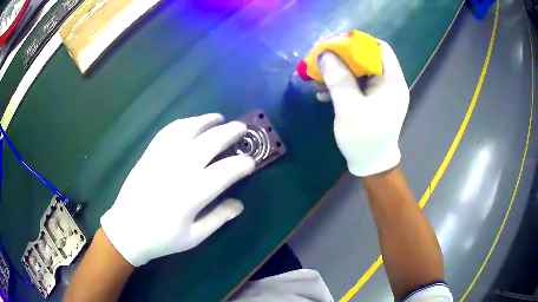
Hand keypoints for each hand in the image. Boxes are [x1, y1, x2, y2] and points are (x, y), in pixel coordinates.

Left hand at [100, 114, 254, 266]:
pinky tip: (191, 123)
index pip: (225, 171)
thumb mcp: (194, 237)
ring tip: (219, 118)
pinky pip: (168, 131)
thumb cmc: (162, 238)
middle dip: (230, 132)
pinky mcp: (149, 154)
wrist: (127, 230)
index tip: (251, 163)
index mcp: (192, 194)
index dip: (242, 164)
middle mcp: (178, 170)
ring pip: (188, 129)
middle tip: (242, 128)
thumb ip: (218, 218)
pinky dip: (183, 123)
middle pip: (210, 142)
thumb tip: (239, 204)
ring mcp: (161, 158)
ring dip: (207, 120)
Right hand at [318, 40, 409, 176]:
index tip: (336, 45)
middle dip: (344, 56)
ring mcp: (382, 92)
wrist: (371, 165)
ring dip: (339, 70)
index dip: (359, 43)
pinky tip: (324, 91)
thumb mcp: (349, 109)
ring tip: (318, 77)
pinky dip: (341, 83)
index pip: (381, 49)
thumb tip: (324, 54)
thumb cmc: (364, 140)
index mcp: (392, 83)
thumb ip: (338, 79)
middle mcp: (390, 83)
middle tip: (322, 58)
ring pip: (360, 69)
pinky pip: (357, 83)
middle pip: (368, 57)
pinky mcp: (373, 99)